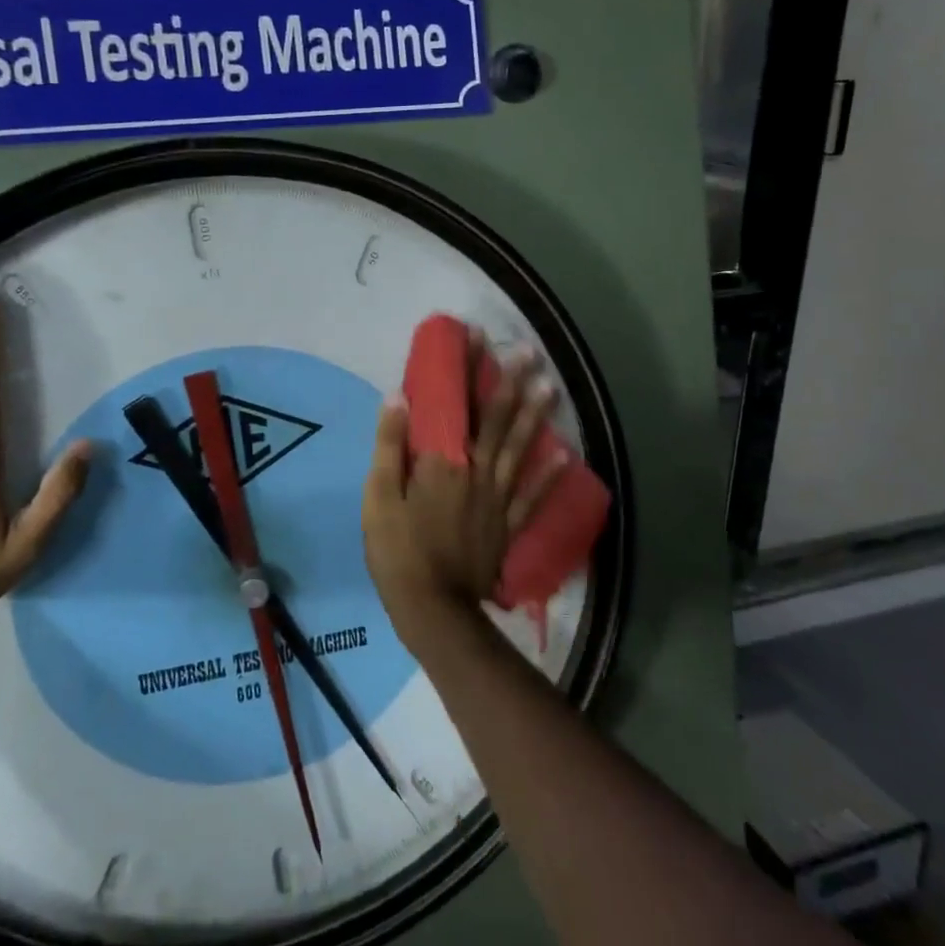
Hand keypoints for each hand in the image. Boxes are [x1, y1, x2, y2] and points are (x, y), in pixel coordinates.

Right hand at [362, 336, 566, 653]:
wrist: (431, 608)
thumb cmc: (398, 550)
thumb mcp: (379, 496)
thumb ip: (390, 445)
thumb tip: (399, 397)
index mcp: (445, 462)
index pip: (458, 404)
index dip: (468, 370)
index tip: (478, 337)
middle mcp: (478, 472)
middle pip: (497, 421)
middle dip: (511, 383)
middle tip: (528, 352)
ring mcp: (497, 500)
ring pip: (519, 450)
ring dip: (534, 416)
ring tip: (551, 386)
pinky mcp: (506, 526)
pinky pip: (532, 496)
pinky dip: (549, 475)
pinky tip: (565, 454)